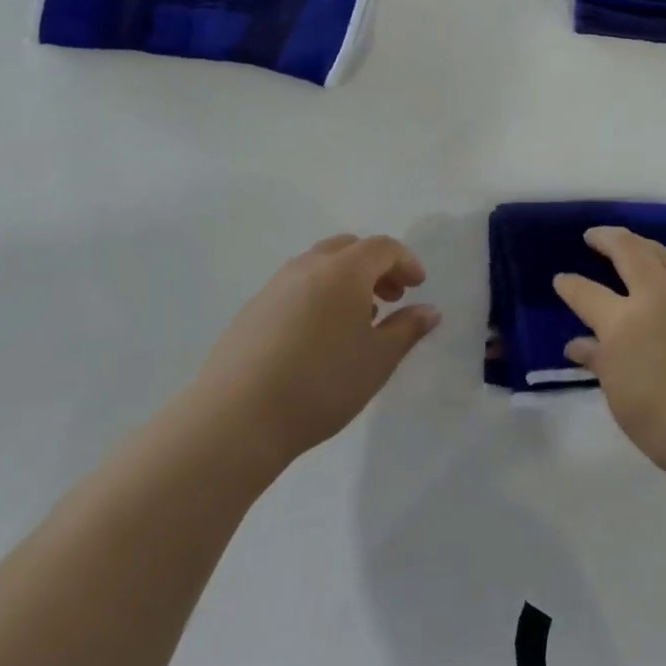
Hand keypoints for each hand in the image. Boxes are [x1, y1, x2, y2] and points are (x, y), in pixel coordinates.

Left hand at [197, 234, 440, 466]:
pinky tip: (319, 337)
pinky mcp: (252, 310)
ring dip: (346, 280)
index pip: (383, 247)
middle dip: (375, 266)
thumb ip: (408, 329)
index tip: (418, 287)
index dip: (406, 262)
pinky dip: (318, 295)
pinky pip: (296, 287)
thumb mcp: (378, 360)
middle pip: (349, 248)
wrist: (237, 417)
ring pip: (319, 266)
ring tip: (357, 320)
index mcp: (344, 270)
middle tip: (391, 298)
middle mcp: (308, 266)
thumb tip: (429, 310)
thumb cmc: (322, 383)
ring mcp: (275, 286)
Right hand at [554, 227, 665, 489]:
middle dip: (606, 238)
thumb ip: (600, 363)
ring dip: (639, 244)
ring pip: (660, 253)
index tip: (561, 279)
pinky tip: (665, 276)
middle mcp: (655, 297)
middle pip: (628, 251)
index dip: (570, 285)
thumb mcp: (622, 399)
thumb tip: (579, 343)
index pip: (587, 294)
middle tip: (594, 236)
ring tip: (628, 243)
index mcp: (623, 323)